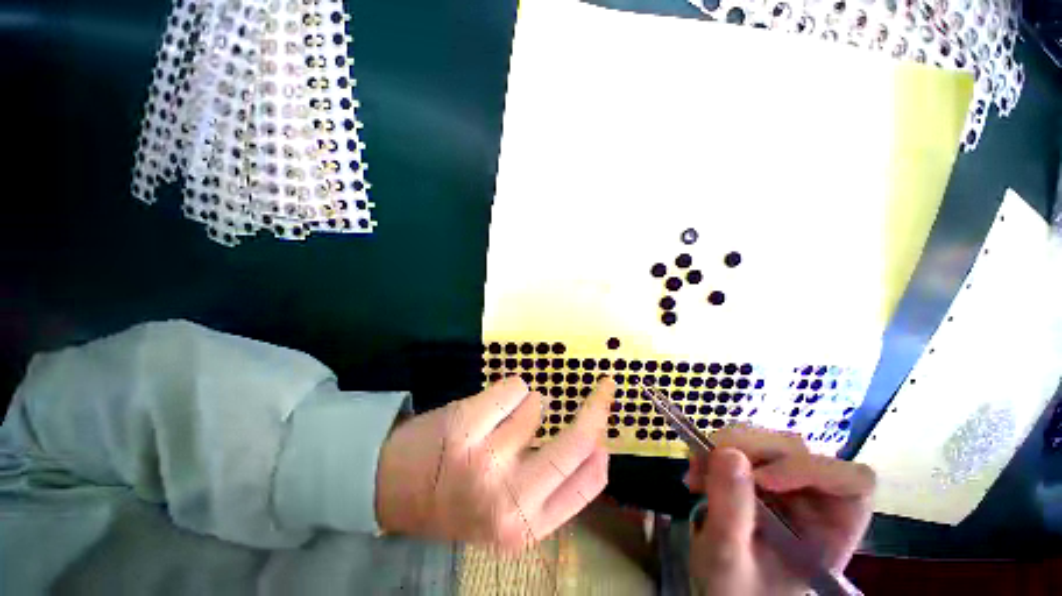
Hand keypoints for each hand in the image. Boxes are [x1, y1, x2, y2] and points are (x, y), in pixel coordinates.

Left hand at [375, 375, 615, 550]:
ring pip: (537, 404)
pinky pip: (513, 386)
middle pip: (576, 442)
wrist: (394, 486)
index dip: (603, 447)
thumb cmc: (459, 496)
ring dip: (527, 404)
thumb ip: (550, 486)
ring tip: (499, 421)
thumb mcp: (507, 511)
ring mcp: (486, 460)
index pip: (587, 482)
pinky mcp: (466, 425)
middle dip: (597, 407)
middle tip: (605, 387)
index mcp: (525, 526)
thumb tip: (595, 446)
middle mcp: (509, 499)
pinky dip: (509, 390)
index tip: (605, 423)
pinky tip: (488, 408)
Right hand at [685, 426, 874, 595]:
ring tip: (697, 473)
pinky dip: (714, 450)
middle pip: (798, 450)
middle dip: (748, 451)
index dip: (810, 470)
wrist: (722, 589)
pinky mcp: (758, 471)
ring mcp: (786, 482)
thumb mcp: (729, 559)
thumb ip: (731, 512)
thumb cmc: (736, 590)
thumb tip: (727, 452)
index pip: (852, 481)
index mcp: (832, 529)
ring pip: (766, 440)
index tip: (762, 480)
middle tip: (707, 465)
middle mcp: (816, 499)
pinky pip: (740, 444)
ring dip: (726, 447)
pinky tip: (698, 472)